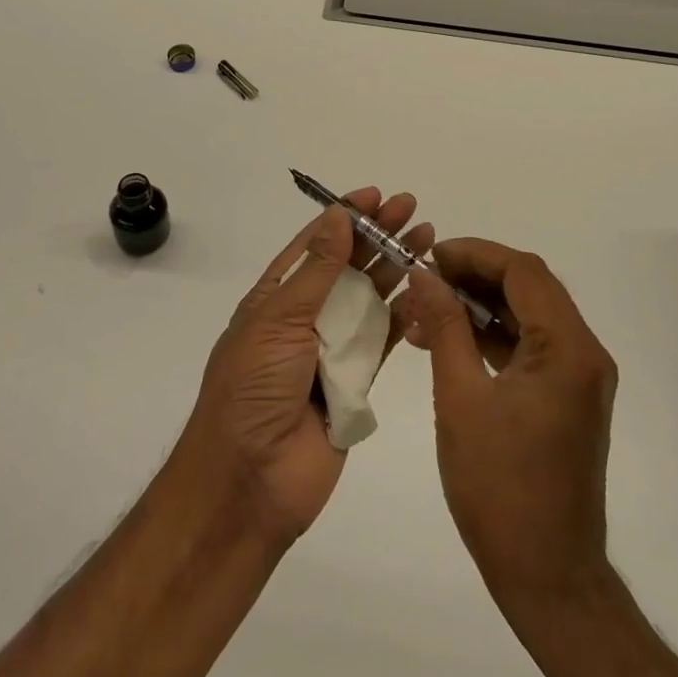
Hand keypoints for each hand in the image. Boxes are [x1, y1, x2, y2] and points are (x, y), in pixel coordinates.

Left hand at [179, 188, 432, 550]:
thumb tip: (337, 216)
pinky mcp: (357, 382)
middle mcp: (305, 317)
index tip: (374, 194)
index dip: (344, 217)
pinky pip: (384, 340)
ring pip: (371, 298)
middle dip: (378, 235)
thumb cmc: (253, 388)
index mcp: (276, 297)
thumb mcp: (279, 319)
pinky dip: (405, 316)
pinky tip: (428, 291)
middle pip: (348, 266)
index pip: (315, 245)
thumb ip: (317, 270)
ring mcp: (332, 350)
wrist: (249, 482)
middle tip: (412, 208)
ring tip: (428, 238)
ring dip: (397, 268)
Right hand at [401, 239, 618, 612]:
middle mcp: (584, 353)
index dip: (474, 254)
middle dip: (474, 274)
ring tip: (426, 308)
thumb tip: (423, 275)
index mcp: (567, 349)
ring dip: (479, 305)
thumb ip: (444, 327)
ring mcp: (579, 376)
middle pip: (529, 287)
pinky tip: (448, 340)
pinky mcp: (567, 397)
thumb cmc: (500, 488)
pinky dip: (491, 335)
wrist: (548, 577)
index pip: (523, 271)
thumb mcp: (460, 399)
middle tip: (425, 278)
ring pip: (528, 314)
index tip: (430, 256)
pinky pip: (529, 345)